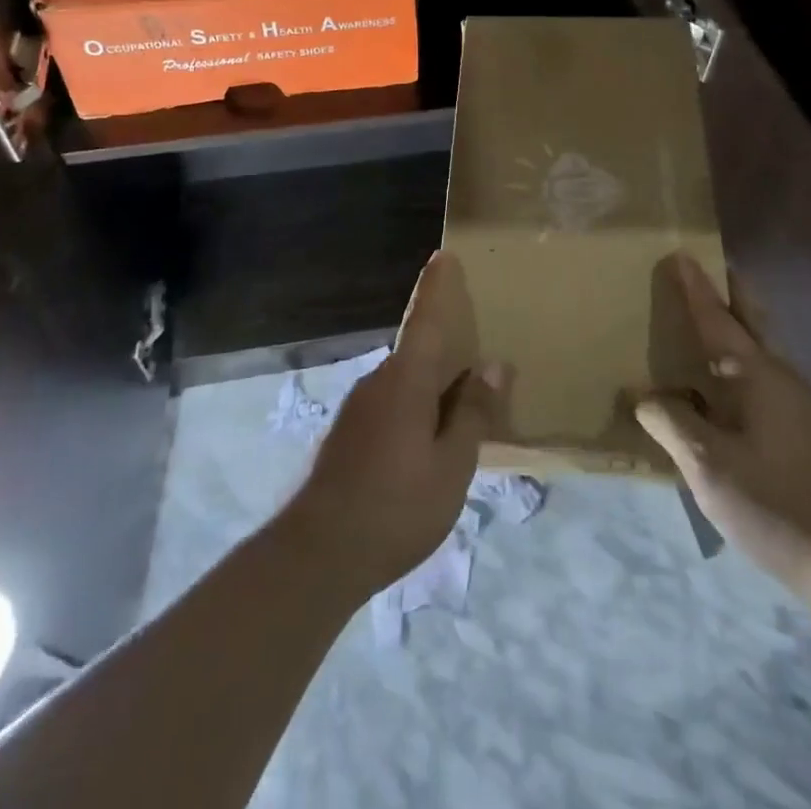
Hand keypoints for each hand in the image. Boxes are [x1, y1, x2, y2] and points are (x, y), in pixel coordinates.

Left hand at [287, 251, 511, 598]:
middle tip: (480, 368)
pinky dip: (415, 412)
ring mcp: (358, 409)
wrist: (317, 554)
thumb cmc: (396, 507)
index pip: (424, 320)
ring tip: (461, 418)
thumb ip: (473, 413)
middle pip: (418, 354)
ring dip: (432, 391)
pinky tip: (427, 448)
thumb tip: (494, 366)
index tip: (443, 256)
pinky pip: (391, 407)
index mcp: (405, 381)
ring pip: (405, 385)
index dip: (435, 287)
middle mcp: (378, 382)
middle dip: (447, 355)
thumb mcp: (451, 466)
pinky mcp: (347, 435)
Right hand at [635, 253, 810, 611]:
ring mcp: (799, 407)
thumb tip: (643, 396)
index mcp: (757, 374)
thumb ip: (671, 424)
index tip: (680, 254)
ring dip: (733, 331)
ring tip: (700, 328)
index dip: (696, 287)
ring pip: (759, 353)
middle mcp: (781, 378)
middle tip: (701, 273)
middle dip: (727, 294)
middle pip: (751, 321)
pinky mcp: (805, 435)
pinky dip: (737, 368)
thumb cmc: (780, 504)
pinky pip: (761, 382)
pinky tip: (720, 394)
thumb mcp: (710, 465)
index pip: (718, 317)